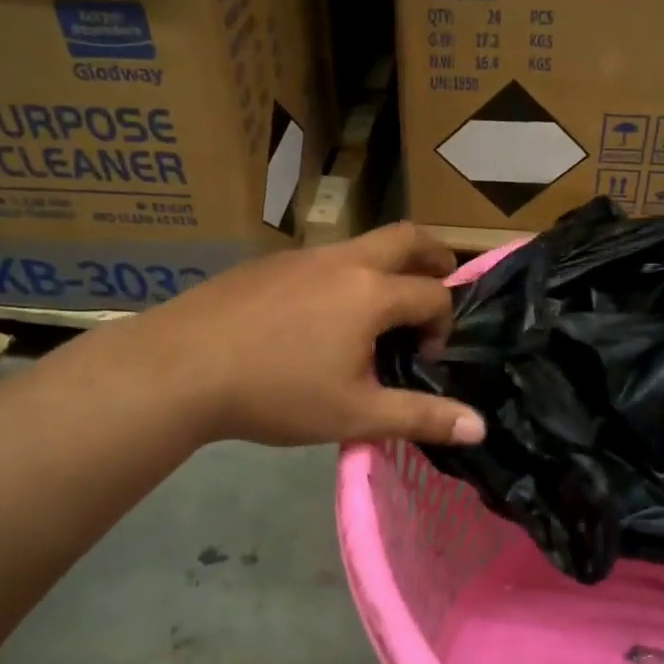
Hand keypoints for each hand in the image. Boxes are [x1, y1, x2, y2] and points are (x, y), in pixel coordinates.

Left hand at [139, 223, 487, 448]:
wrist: (182, 366)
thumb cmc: (276, 391)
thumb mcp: (354, 414)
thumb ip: (420, 417)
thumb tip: (480, 426)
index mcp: (372, 292)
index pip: (433, 295)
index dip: (442, 325)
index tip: (424, 359)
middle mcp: (345, 260)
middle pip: (408, 237)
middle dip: (435, 256)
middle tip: (441, 281)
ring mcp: (304, 255)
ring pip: (363, 244)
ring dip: (386, 266)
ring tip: (378, 309)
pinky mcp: (271, 262)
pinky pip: (324, 258)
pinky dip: (345, 274)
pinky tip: (318, 316)